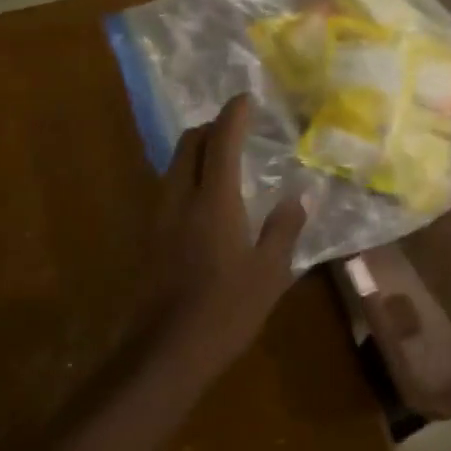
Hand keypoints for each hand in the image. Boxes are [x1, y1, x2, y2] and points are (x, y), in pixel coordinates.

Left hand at [129, 94, 307, 376]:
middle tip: (236, 130)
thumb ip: (284, 228)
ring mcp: (158, 217)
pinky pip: (167, 188)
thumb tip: (302, 196)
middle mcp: (179, 198)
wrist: (166, 352)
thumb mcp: (270, 272)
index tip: (246, 98)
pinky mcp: (149, 237)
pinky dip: (186, 177)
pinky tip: (205, 200)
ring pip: (173, 165)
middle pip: (188, 144)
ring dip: (195, 151)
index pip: (221, 141)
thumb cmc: (226, 310)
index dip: (233, 115)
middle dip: (211, 127)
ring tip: (223, 161)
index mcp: (214, 201)